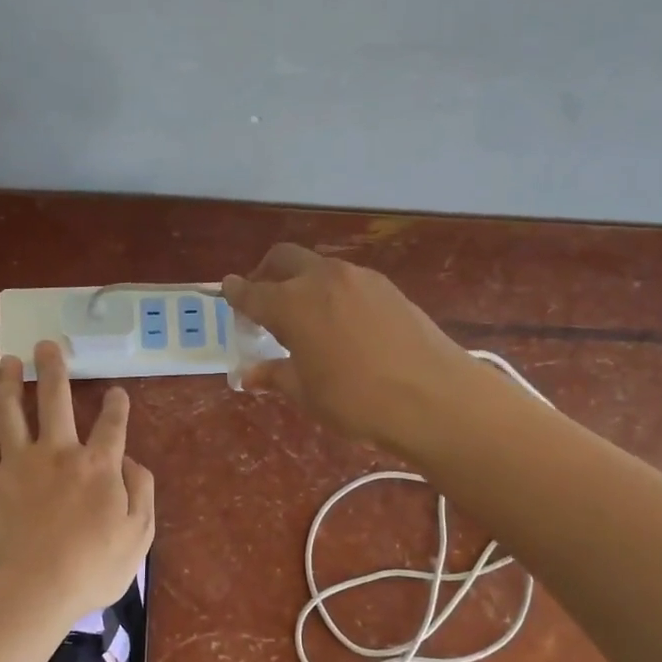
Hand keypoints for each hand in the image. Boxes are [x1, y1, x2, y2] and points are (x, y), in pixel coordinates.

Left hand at [0, 342, 155, 627]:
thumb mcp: (139, 535)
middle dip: (54, 367)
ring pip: (10, 411)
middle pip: (55, 398)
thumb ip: (142, 492)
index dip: (117, 405)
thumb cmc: (92, 567)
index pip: (112, 424)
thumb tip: (132, 462)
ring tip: (8, 362)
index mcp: (99, 465)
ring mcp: (19, 463)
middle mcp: (59, 452)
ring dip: (8, 383)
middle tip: (48, 345)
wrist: (32, 589)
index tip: (116, 392)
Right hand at [222, 245, 475, 450]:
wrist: (435, 398)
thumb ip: (275, 376)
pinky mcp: (388, 287)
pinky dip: (331, 291)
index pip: (253, 292)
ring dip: (301, 281)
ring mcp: (360, 278)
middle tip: (261, 298)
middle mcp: (323, 279)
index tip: (226, 291)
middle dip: (266, 273)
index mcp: (293, 303)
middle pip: (284, 259)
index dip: (236, 294)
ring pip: (318, 267)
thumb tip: (249, 374)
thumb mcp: (307, 394)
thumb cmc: (358, 401)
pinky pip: (347, 280)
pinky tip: (339, 321)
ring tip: (303, 314)